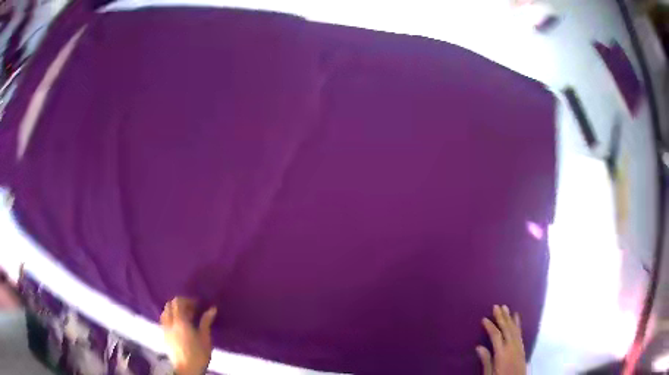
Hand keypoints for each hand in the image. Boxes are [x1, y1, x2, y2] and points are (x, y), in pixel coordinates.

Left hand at [160, 297, 216, 374]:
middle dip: (180, 303)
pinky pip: (164, 319)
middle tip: (192, 309)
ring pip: (165, 311)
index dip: (187, 300)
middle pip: (170, 304)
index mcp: (180, 321)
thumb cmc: (198, 354)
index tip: (198, 304)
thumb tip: (212, 308)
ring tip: (184, 316)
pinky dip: (169, 317)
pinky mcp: (163, 335)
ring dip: (173, 310)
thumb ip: (206, 322)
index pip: (178, 302)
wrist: (187, 369)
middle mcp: (169, 322)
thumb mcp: (205, 338)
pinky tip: (178, 324)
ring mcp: (165, 328)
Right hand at [476, 305, 526, 374]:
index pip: (495, 336)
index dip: (490, 326)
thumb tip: (479, 347)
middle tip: (497, 306)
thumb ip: (486, 360)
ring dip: (509, 318)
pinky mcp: (522, 348)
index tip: (484, 318)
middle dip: (501, 317)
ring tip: (506, 308)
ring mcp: (518, 346)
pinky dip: (518, 324)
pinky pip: (519, 333)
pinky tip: (516, 318)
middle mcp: (511, 347)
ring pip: (514, 329)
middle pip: (506, 329)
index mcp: (502, 353)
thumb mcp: (489, 373)